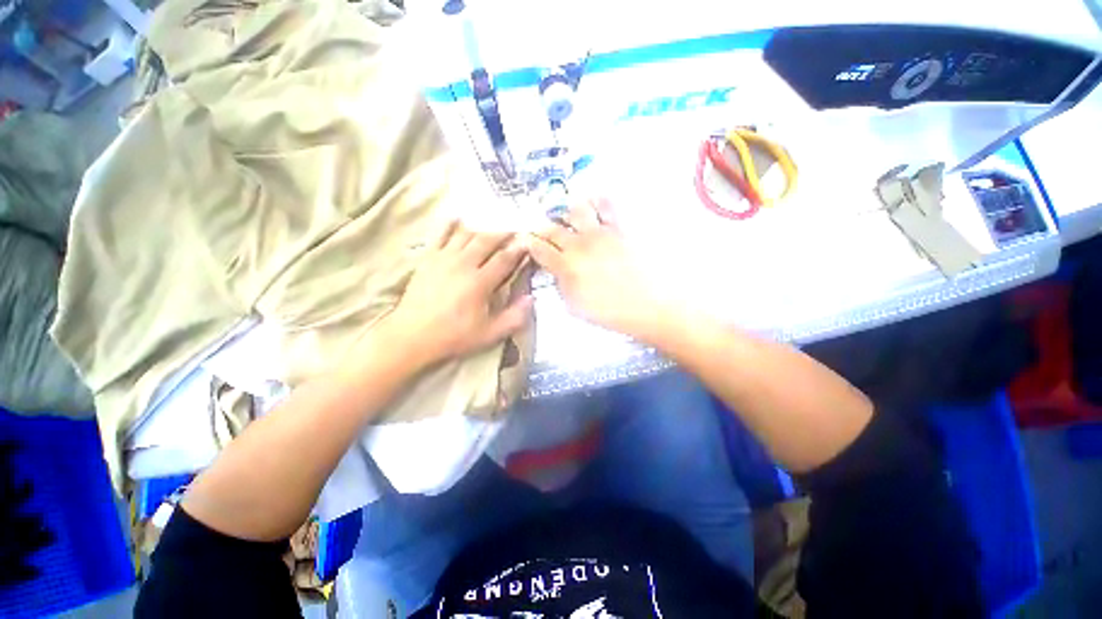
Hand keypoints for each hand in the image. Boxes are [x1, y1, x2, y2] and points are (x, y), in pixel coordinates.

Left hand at [382, 221, 531, 366]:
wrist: (412, 336)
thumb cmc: (453, 336)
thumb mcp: (489, 334)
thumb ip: (514, 317)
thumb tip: (531, 298)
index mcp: (480, 282)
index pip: (504, 259)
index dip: (518, 250)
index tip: (528, 243)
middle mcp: (463, 264)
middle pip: (486, 240)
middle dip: (502, 233)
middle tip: (513, 229)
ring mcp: (443, 258)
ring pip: (466, 234)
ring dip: (481, 228)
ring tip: (492, 226)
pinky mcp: (428, 259)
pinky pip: (440, 235)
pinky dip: (450, 225)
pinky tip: (458, 218)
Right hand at [529, 198, 678, 341]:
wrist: (651, 305)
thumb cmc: (614, 312)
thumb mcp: (577, 308)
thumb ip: (563, 287)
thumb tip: (558, 274)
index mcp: (566, 267)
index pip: (539, 250)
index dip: (530, 245)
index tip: (528, 243)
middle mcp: (579, 245)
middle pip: (553, 229)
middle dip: (543, 229)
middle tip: (544, 232)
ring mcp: (600, 233)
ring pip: (576, 209)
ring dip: (569, 212)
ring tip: (571, 217)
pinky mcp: (620, 227)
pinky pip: (607, 205)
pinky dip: (598, 201)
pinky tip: (596, 203)